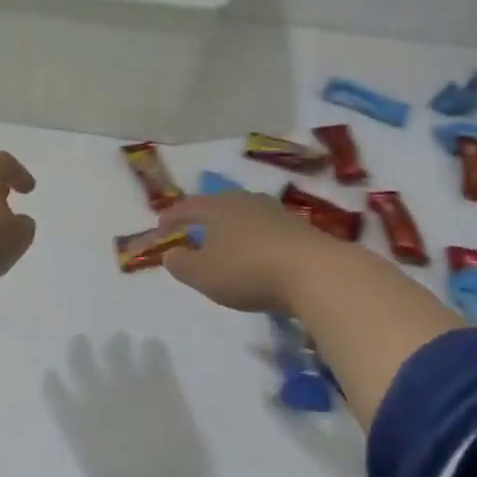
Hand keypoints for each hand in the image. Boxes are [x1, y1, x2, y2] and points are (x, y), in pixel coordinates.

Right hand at [157, 191, 342, 313]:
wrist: (315, 272)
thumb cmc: (248, 270)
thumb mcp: (203, 274)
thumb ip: (181, 264)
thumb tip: (170, 254)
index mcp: (218, 207)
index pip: (188, 206)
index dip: (172, 217)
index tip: (161, 226)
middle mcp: (246, 202)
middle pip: (219, 206)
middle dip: (205, 219)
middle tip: (195, 233)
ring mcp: (277, 213)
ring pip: (246, 217)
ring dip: (233, 231)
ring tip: (227, 247)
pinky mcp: (301, 230)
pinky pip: (268, 233)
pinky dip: (257, 243)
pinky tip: (259, 258)